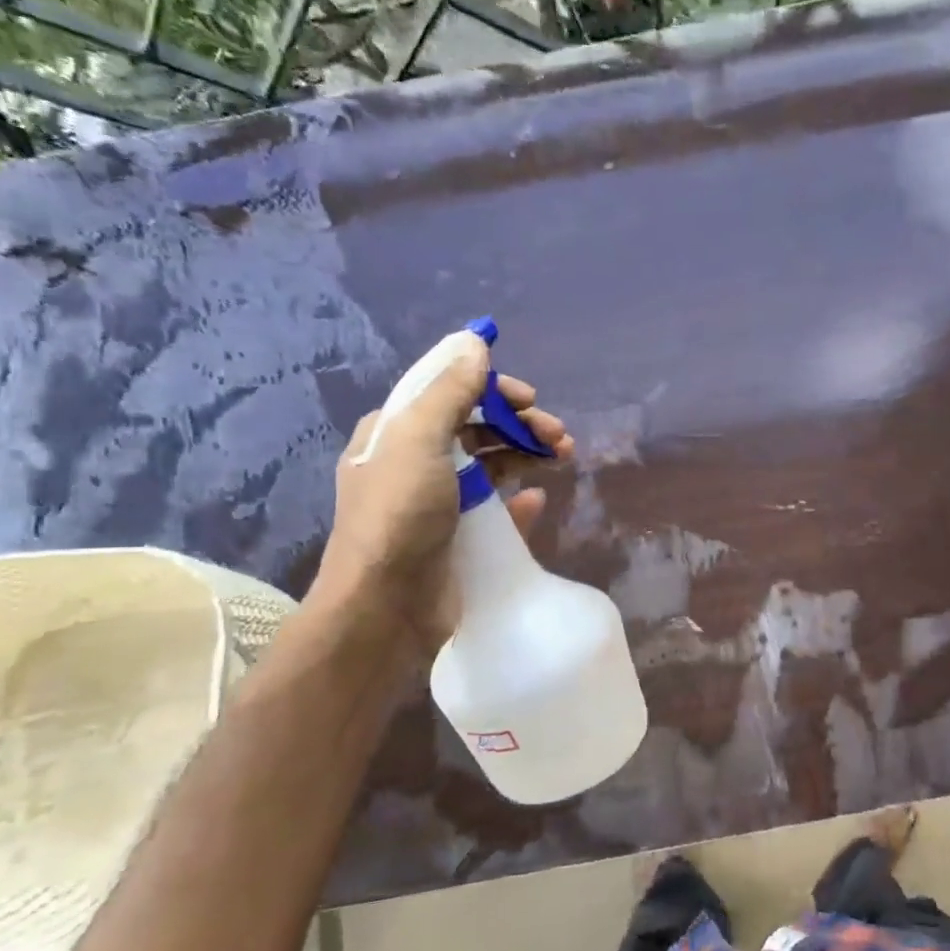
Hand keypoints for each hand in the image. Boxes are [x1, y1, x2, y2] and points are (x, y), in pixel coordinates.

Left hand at [306, 331, 572, 663]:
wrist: (386, 608)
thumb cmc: (399, 516)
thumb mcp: (418, 441)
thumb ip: (449, 391)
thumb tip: (475, 342)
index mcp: (396, 434)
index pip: (447, 393)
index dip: (490, 389)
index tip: (528, 398)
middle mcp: (414, 464)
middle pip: (475, 429)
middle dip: (518, 425)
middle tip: (557, 434)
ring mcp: (437, 505)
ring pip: (490, 466)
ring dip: (526, 455)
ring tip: (563, 456)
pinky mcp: (458, 539)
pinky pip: (496, 510)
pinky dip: (519, 499)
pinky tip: (537, 499)